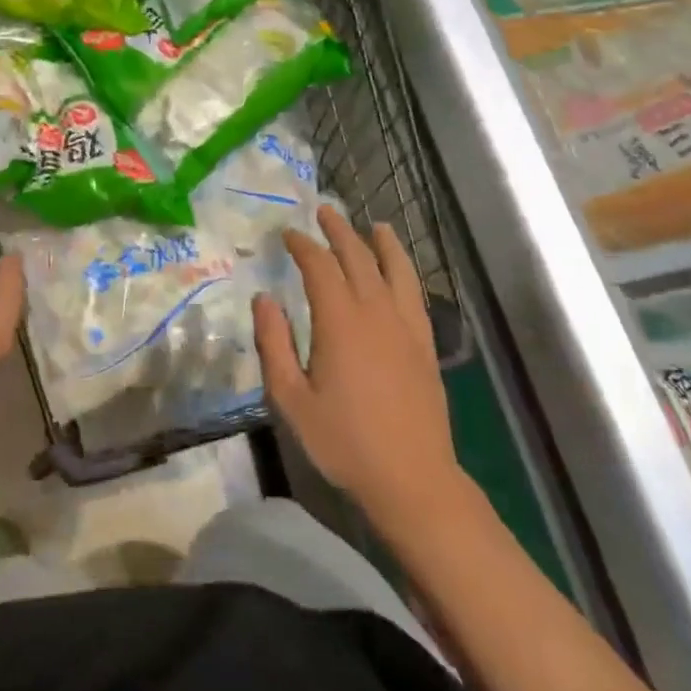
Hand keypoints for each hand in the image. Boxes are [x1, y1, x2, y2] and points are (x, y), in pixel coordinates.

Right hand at [253, 206, 467, 534]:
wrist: (412, 479)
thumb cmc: (344, 441)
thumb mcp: (291, 399)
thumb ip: (274, 343)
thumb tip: (264, 299)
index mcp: (340, 322)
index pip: (320, 267)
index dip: (303, 246)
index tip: (288, 234)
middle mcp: (376, 313)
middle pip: (358, 258)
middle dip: (339, 232)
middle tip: (324, 212)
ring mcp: (406, 327)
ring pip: (395, 270)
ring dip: (381, 243)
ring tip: (373, 225)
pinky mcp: (425, 345)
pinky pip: (415, 295)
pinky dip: (406, 272)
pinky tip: (400, 272)